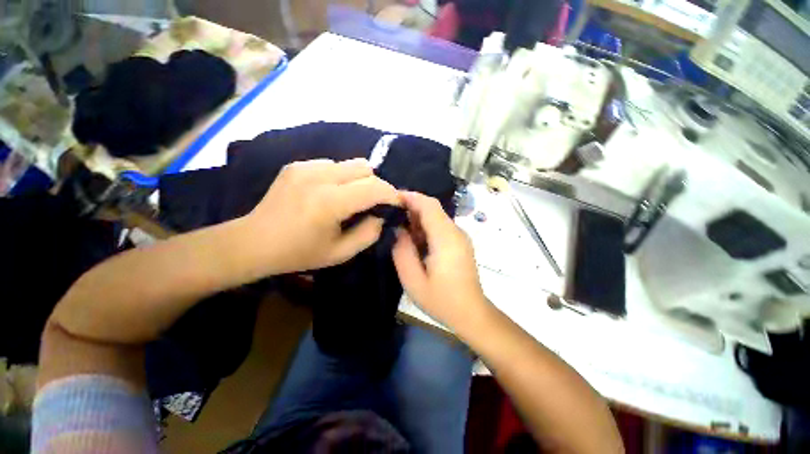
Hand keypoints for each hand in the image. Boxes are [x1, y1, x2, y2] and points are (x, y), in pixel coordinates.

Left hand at [242, 158, 399, 274]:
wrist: (253, 242)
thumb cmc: (299, 253)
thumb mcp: (340, 253)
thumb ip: (369, 234)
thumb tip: (381, 215)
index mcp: (330, 202)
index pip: (374, 187)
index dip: (391, 194)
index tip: (397, 203)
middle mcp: (319, 177)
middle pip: (365, 168)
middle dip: (376, 185)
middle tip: (374, 203)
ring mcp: (305, 167)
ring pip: (350, 163)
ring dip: (358, 180)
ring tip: (350, 198)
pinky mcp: (297, 165)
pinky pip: (332, 165)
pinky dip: (340, 177)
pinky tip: (329, 193)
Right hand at [392, 191, 490, 331]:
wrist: (471, 313)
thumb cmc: (441, 300)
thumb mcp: (413, 280)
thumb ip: (402, 251)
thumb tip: (398, 230)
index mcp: (445, 238)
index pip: (429, 205)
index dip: (410, 197)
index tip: (391, 197)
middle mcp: (456, 232)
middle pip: (433, 208)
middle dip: (411, 207)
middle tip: (391, 214)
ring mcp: (460, 237)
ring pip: (437, 217)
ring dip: (418, 218)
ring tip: (399, 228)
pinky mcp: (460, 243)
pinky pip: (441, 227)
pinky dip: (425, 227)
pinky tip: (415, 240)